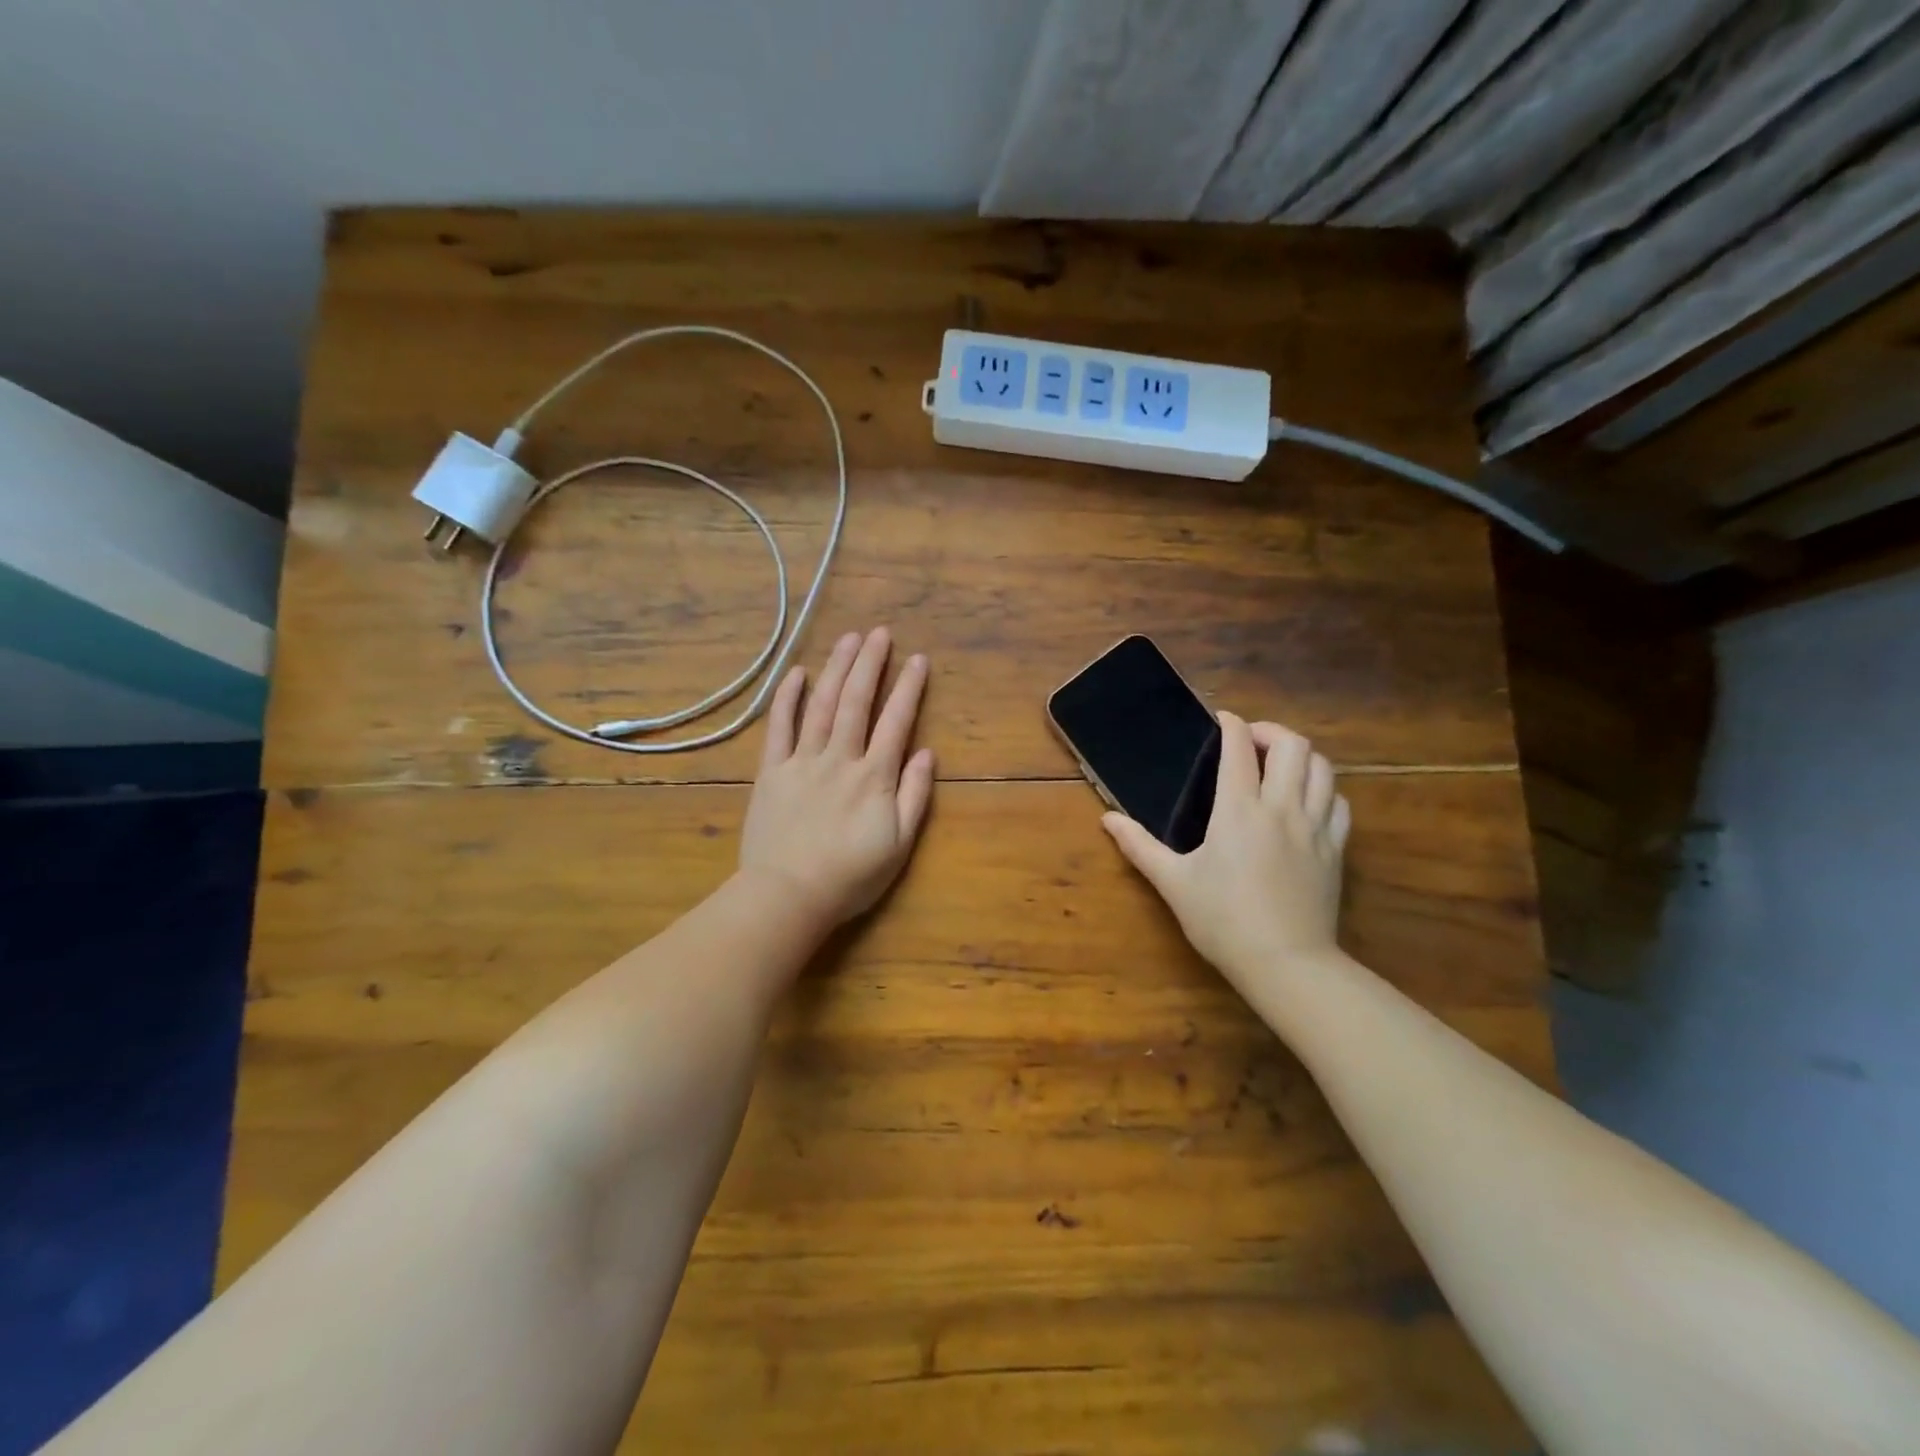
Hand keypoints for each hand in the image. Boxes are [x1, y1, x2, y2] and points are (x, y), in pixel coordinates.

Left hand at [738, 628, 934, 929]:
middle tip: (880, 632)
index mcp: (874, 776)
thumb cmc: (850, 876)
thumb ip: (914, 796)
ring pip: (822, 706)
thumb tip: (926, 752)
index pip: (896, 721)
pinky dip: (787, 698)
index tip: (918, 659)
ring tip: (849, 639)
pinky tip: (796, 674)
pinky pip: (779, 727)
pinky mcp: (771, 771)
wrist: (788, 895)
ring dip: (836, 669)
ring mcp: (802, 761)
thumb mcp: (898, 844)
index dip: (908, 688)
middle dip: (870, 664)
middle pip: (857, 702)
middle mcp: (840, 758)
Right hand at [1102, 712, 1349, 989]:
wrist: (1285, 963)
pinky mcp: (1335, 849)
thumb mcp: (1173, 883)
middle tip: (1251, 742)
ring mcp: (1315, 827)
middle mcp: (1281, 807)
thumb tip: (1107, 819)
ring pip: (1323, 768)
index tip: (1221, 720)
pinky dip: (1325, 790)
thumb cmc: (1222, 920)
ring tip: (1281, 766)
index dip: (1231, 724)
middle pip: (1293, 745)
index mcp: (1238, 809)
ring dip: (1302, 756)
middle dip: (1271, 732)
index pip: (1240, 747)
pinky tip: (1309, 801)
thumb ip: (1139, 846)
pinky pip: (1339, 803)